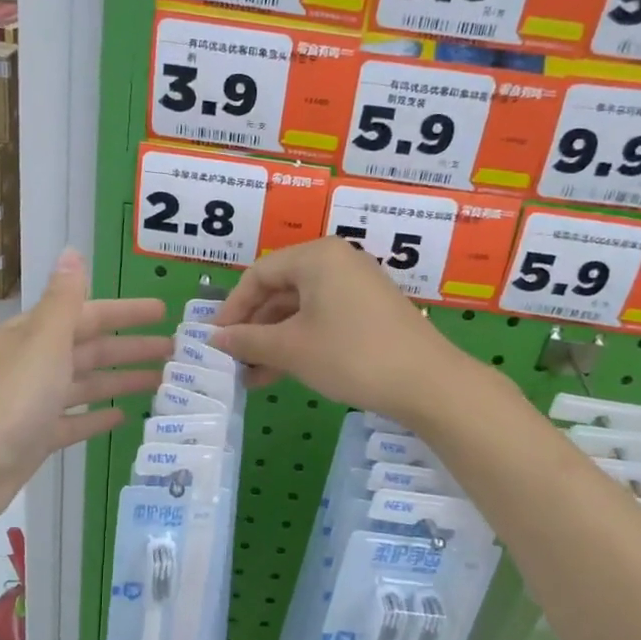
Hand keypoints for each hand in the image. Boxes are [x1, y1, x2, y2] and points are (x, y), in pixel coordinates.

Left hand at [0, 251, 169, 527]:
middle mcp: (34, 363)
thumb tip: (71, 251)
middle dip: (130, 347)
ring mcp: (34, 403)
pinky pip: (73, 421)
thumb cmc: (10, 401)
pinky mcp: (36, 438)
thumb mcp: (43, 344)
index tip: (163, 310)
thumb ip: (64, 302)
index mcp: (34, 335)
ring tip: (160, 382)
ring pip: (85, 384)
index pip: (88, 315)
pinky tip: (122, 417)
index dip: (125, 312)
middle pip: (90, 349)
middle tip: (175, 350)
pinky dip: (96, 416)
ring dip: (120, 380)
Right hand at [209, 238, 479, 421]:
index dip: (232, 308)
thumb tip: (213, 339)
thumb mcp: (291, 349)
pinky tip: (282, 373)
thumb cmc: (350, 355)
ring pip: (301, 310)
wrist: (427, 383)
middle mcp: (337, 262)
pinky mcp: (370, 311)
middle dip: (253, 328)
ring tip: (252, 377)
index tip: (215, 340)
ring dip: (274, 341)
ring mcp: (357, 286)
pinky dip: (300, 342)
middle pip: (280, 290)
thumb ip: (247, 340)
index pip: (259, 274)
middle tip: (232, 361)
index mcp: (316, 256)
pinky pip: (323, 319)